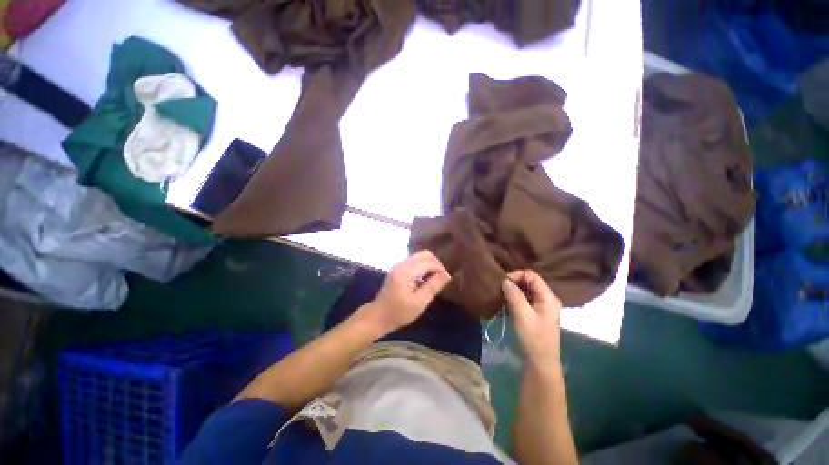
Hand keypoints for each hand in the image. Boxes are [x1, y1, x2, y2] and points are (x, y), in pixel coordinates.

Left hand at [360, 250, 451, 334]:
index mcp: (406, 271)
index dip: (440, 269)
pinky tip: (426, 278)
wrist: (378, 316)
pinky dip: (424, 266)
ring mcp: (399, 265)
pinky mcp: (398, 268)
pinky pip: (415, 261)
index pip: (429, 262)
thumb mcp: (419, 302)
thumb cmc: (399, 312)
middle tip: (442, 278)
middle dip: (436, 263)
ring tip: (435, 278)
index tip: (447, 280)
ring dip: (430, 264)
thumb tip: (447, 275)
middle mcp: (402, 263)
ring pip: (420, 256)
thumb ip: (433, 286)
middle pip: (425, 254)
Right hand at [502, 270, 562, 375]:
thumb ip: (514, 294)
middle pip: (529, 281)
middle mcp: (547, 298)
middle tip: (500, 290)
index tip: (502, 284)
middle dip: (513, 283)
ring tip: (501, 297)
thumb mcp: (522, 314)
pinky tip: (506, 305)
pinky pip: (524, 299)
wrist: (540, 363)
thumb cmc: (533, 338)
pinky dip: (514, 299)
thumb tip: (505, 280)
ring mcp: (542, 306)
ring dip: (513, 292)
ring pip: (525, 290)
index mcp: (548, 296)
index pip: (531, 275)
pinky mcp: (536, 313)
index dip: (516, 275)